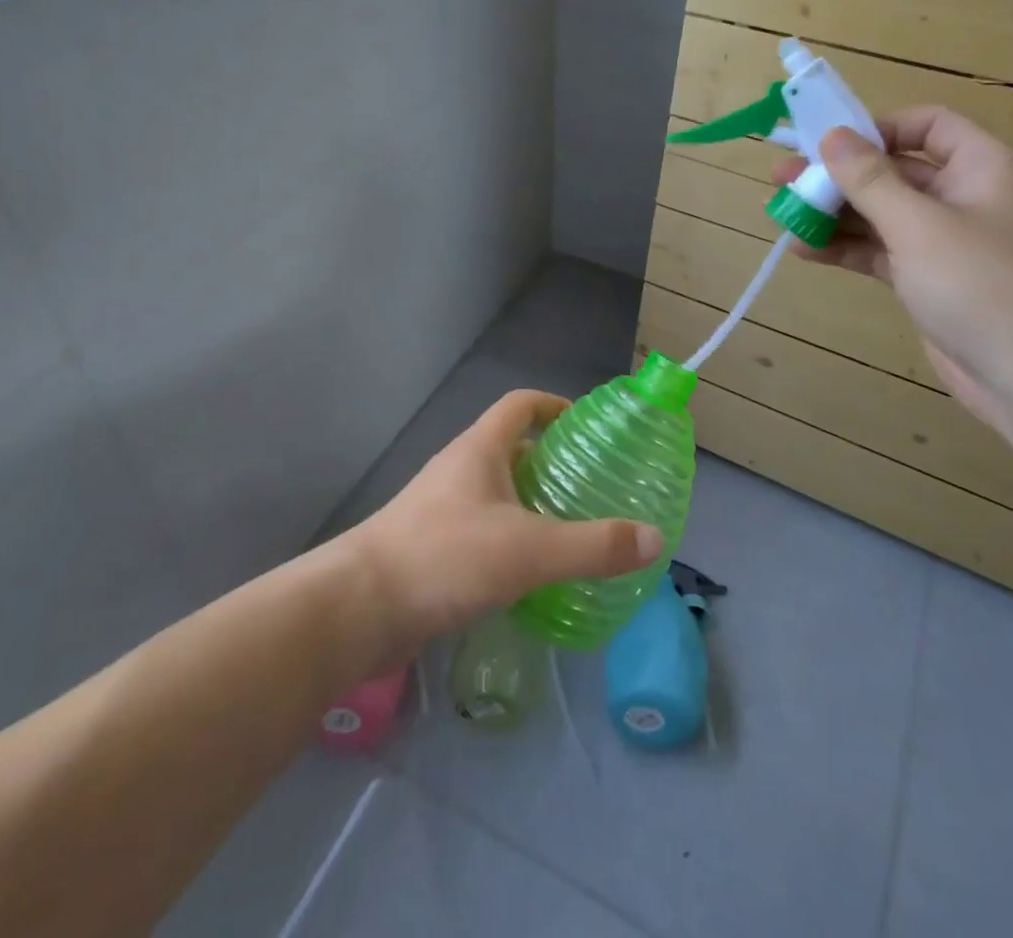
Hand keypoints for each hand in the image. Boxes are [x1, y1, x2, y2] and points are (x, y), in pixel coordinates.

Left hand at [346, 390, 662, 657]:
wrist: (358, 608)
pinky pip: (484, 529)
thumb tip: (654, 539)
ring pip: (498, 493)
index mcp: (479, 449)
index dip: (555, 405)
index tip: (589, 427)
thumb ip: (593, 545)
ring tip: (574, 531)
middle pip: (513, 448)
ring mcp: (442, 508)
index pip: (521, 404)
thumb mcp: (529, 550)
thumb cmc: (445, 557)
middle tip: (595, 488)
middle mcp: (460, 469)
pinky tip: (533, 575)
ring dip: (533, 505)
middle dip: (553, 463)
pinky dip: (512, 539)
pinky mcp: (432, 546)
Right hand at [774, 108, 1012, 429]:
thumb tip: (832, 136)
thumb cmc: (984, 285)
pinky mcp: (930, 280)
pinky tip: (805, 250)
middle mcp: (966, 197)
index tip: (828, 145)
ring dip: (835, 214)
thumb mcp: (919, 225)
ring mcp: (947, 242)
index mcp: (982, 167)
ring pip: (882, 214)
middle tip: (782, 178)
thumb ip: (871, 180)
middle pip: (894, 172)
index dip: (877, 129)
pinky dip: (847, 249)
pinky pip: (882, 251)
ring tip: (784, 216)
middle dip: (838, 176)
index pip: (928, 125)